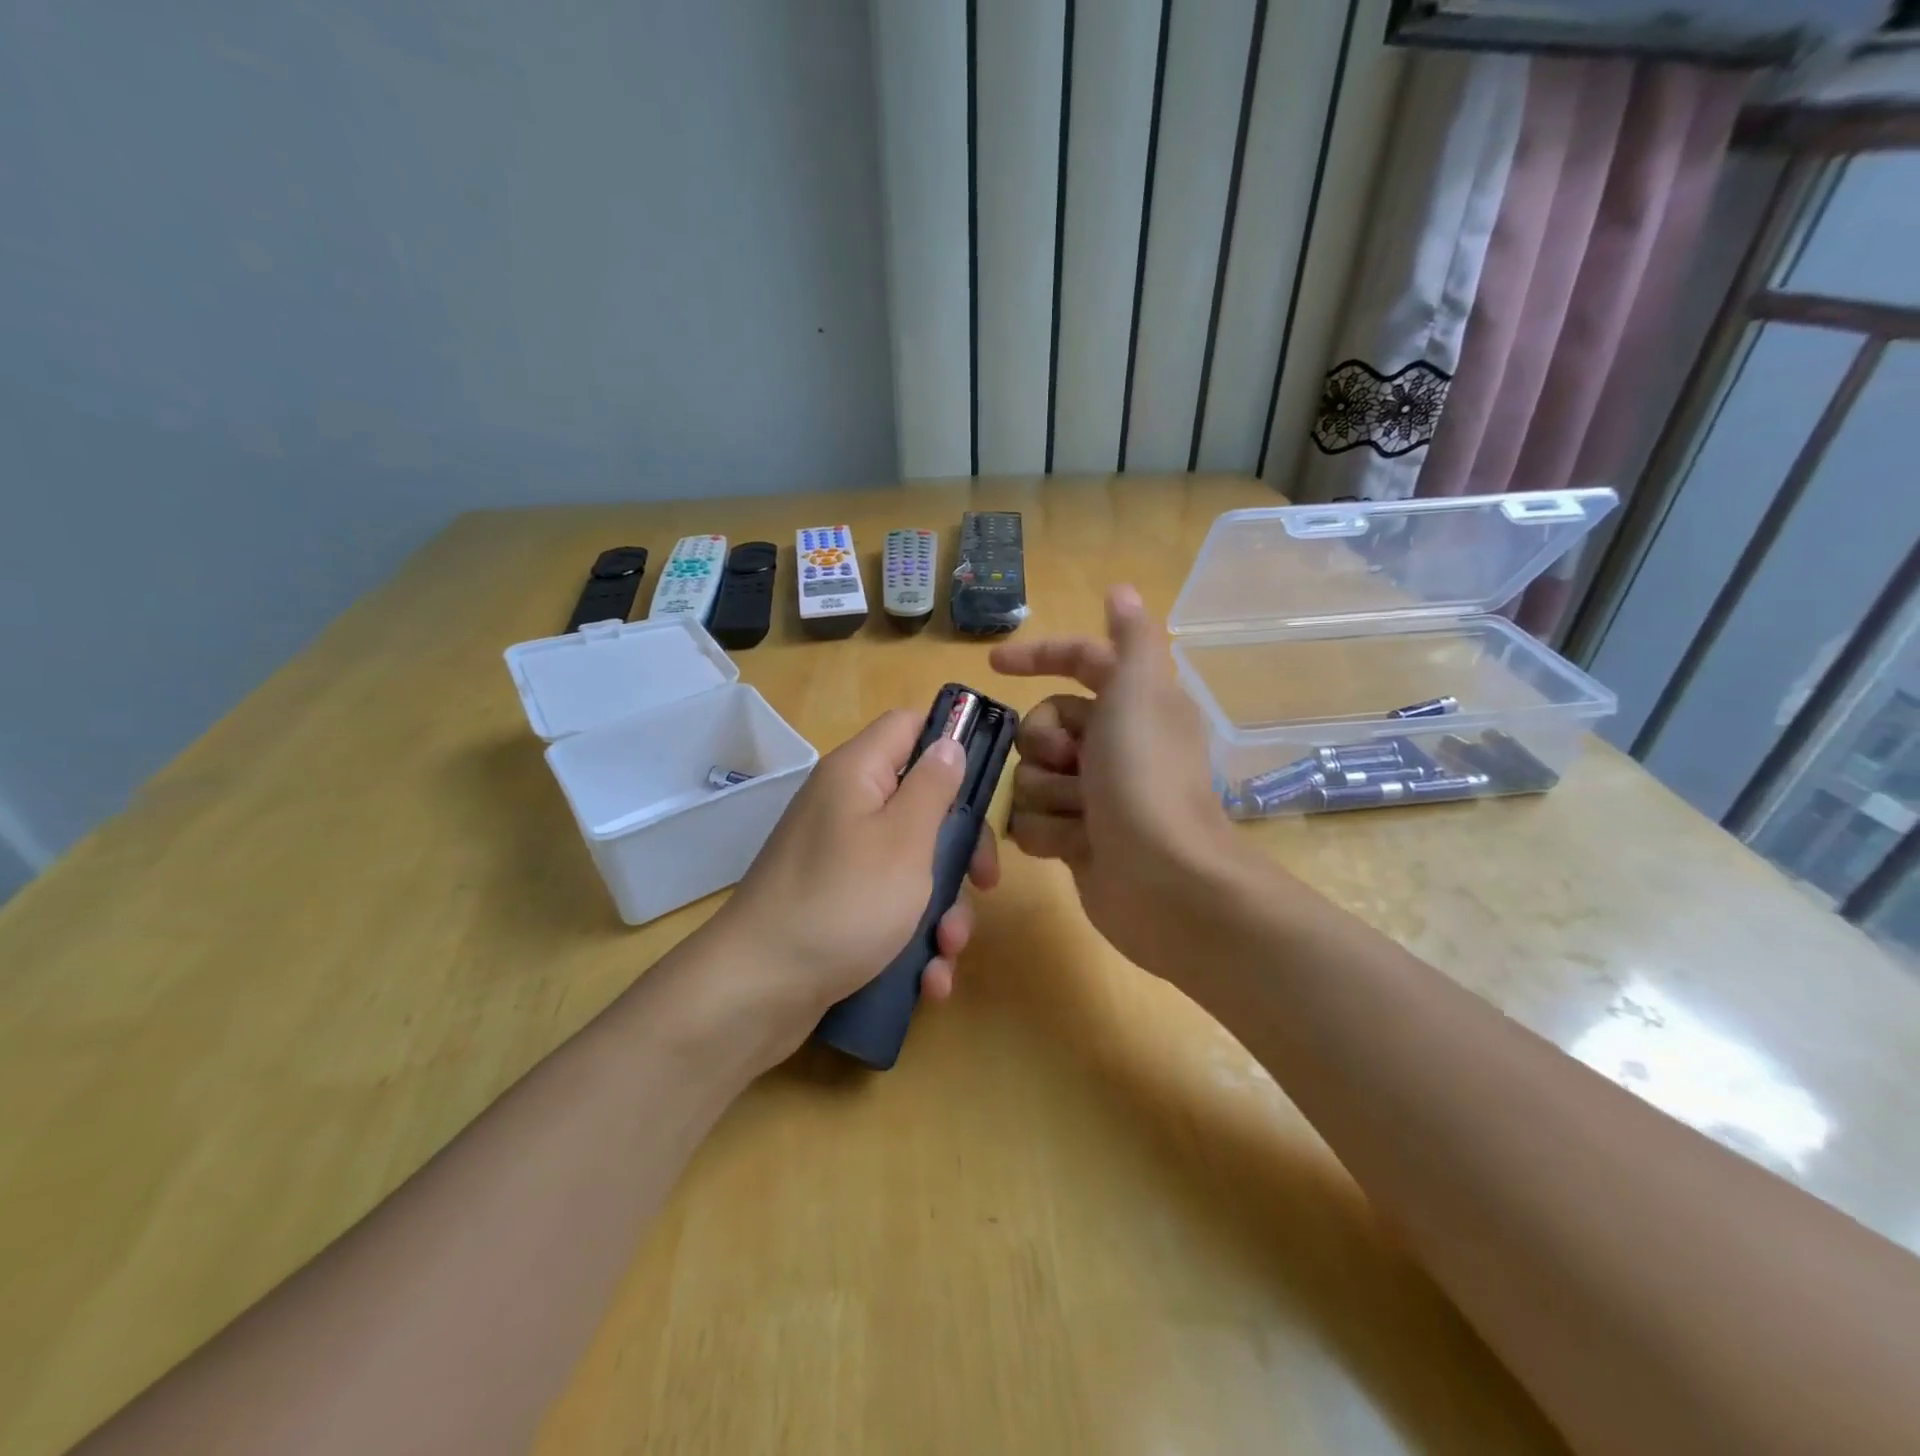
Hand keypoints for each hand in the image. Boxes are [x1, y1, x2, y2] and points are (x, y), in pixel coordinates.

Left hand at [713, 708, 999, 1059]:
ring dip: (942, 907)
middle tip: (984, 883)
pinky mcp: (836, 904)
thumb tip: (948, 742)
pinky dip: (912, 937)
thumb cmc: (844, 902)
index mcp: (857, 774)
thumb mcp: (904, 840)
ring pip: (912, 864)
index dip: (952, 741)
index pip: (910, 724)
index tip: (987, 785)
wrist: (758, 990)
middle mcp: (845, 807)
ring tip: (947, 950)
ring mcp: (839, 858)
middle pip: (921, 802)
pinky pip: (887, 905)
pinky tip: (928, 979)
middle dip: (960, 848)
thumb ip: (933, 786)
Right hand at [989, 586, 1258, 981]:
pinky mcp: (1077, 838)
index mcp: (1132, 703)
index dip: (1038, 657)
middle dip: (1046, 745)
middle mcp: (1112, 744)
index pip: (1079, 661)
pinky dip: (1049, 832)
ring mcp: (1093, 795)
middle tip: (1075, 765)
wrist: (1165, 882)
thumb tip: (1122, 590)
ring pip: (1030, 776)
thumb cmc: (1147, 779)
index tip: (994, 665)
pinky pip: (1031, 822)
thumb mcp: (1140, 693)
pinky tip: (1076, 847)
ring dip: (1049, 794)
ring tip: (1084, 817)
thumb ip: (1130, 639)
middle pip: (1042, 724)